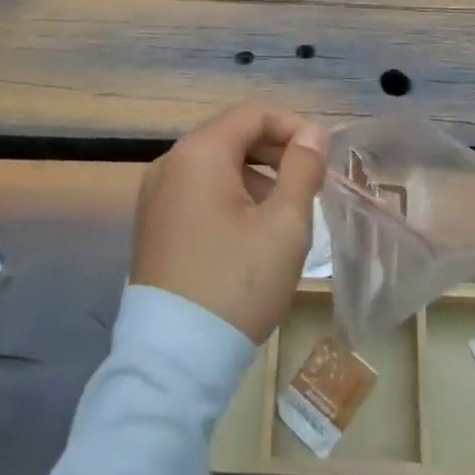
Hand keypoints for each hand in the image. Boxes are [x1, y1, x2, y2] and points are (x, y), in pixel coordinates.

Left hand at [131, 102, 329, 343]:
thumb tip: (313, 134)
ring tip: (283, 214)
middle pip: (233, 134)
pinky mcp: (153, 224)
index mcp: (200, 152)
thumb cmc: (236, 284)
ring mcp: (156, 194)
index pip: (254, 113)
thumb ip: (302, 169)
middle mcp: (171, 162)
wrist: (174, 361)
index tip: (322, 158)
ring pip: (216, 164)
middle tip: (309, 184)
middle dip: (275, 152)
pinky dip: (229, 195)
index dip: (294, 127)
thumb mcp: (285, 225)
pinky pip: (198, 190)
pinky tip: (250, 233)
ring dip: (255, 175)